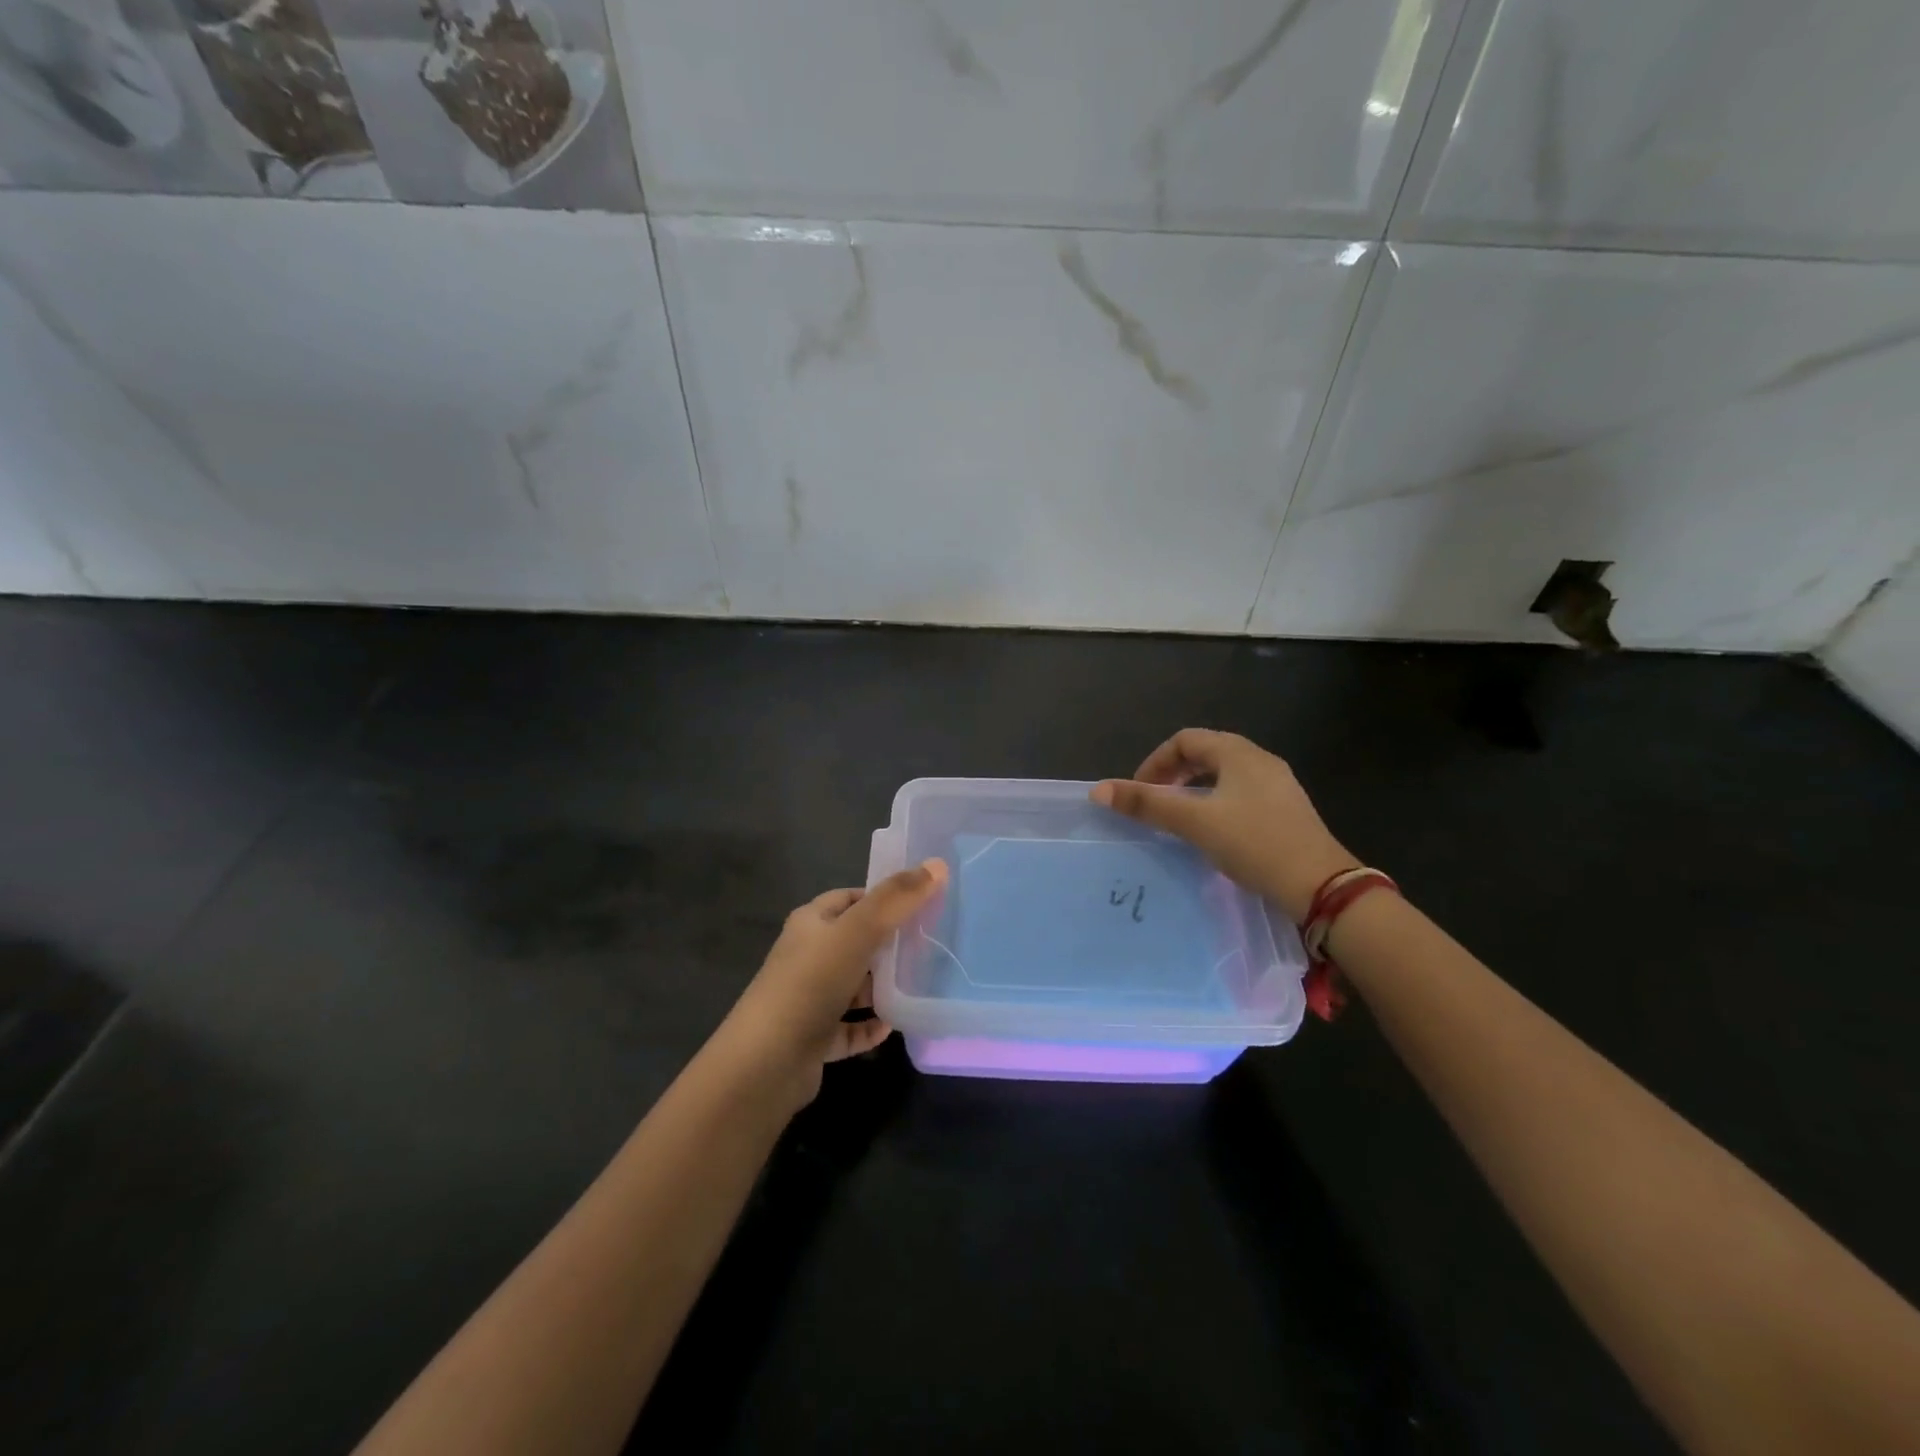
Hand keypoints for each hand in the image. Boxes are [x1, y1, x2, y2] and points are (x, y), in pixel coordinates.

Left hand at [714, 860, 948, 1113]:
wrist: (766, 1063)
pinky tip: (893, 1026)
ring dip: (880, 987)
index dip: (881, 897)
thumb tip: (937, 865)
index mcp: (810, 924)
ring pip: (851, 985)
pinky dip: (869, 1025)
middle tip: (927, 946)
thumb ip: (897, 899)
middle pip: (853, 942)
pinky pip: (848, 1027)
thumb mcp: (858, 932)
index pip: (848, 899)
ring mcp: (807, 999)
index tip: (919, 904)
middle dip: (887, 943)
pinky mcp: (812, 1038)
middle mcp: (806, 957)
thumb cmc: (811, 984)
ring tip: (919, 985)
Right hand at [1091, 728, 1354, 921]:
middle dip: (1174, 774)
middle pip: (1206, 753)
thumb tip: (1098, 790)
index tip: (1139, 791)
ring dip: (1194, 790)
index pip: (1185, 739)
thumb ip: (1147, 804)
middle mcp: (1260, 761)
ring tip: (1178, 818)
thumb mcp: (1195, 822)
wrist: (1322, 887)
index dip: (1156, 761)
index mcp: (1239, 753)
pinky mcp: (1286, 812)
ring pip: (1224, 776)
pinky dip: (1215, 803)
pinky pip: (1240, 794)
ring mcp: (1278, 786)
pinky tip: (1212, 833)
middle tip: (1154, 802)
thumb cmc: (1254, 844)